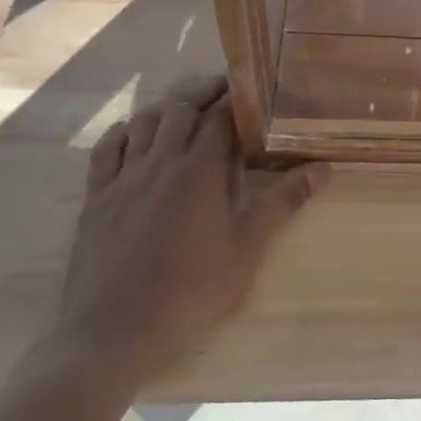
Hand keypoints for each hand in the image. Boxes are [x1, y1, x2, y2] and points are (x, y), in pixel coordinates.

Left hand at [50, 74, 329, 391]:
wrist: (114, 332)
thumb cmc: (192, 291)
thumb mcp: (248, 249)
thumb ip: (283, 203)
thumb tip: (324, 168)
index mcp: (200, 170)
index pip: (220, 117)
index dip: (237, 98)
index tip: (253, 88)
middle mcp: (160, 161)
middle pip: (181, 109)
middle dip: (204, 93)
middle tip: (225, 91)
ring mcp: (123, 178)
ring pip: (145, 123)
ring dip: (168, 108)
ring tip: (186, 108)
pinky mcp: (95, 198)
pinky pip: (107, 150)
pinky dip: (125, 132)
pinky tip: (134, 133)